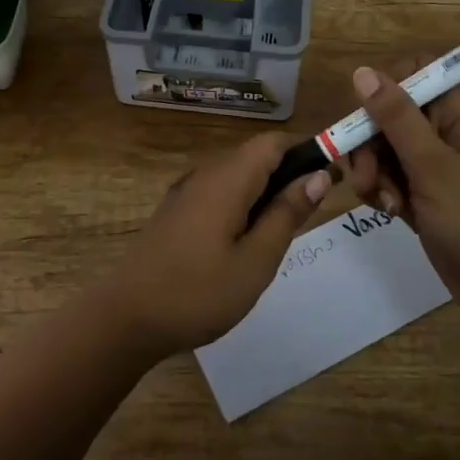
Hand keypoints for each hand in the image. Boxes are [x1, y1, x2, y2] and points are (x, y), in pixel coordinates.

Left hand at [102, 133, 329, 357]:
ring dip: (266, 192)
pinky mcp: (176, 212)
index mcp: (227, 179)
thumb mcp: (256, 260)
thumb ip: (287, 214)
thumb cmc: (198, 292)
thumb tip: (318, 175)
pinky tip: (248, 241)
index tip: (333, 178)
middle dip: (289, 174)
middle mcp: (205, 174)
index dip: (306, 151)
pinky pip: (219, 193)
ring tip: (284, 232)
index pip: (273, 142)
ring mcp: (186, 192)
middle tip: (312, 214)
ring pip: (237, 176)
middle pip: (255, 156)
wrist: (127, 317)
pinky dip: (243, 205)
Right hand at [345, 61, 459, 326]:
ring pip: (386, 149)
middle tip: (366, 175)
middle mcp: (447, 133)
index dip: (386, 89)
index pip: (416, 73)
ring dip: (374, 171)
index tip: (367, 119)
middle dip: (371, 142)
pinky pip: (392, 178)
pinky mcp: (427, 196)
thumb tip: (363, 72)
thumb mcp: (432, 165)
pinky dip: (384, 191)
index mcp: (459, 114)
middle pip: (391, 114)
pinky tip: (389, 212)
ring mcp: (437, 166)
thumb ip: (396, 117)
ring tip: (381, 201)